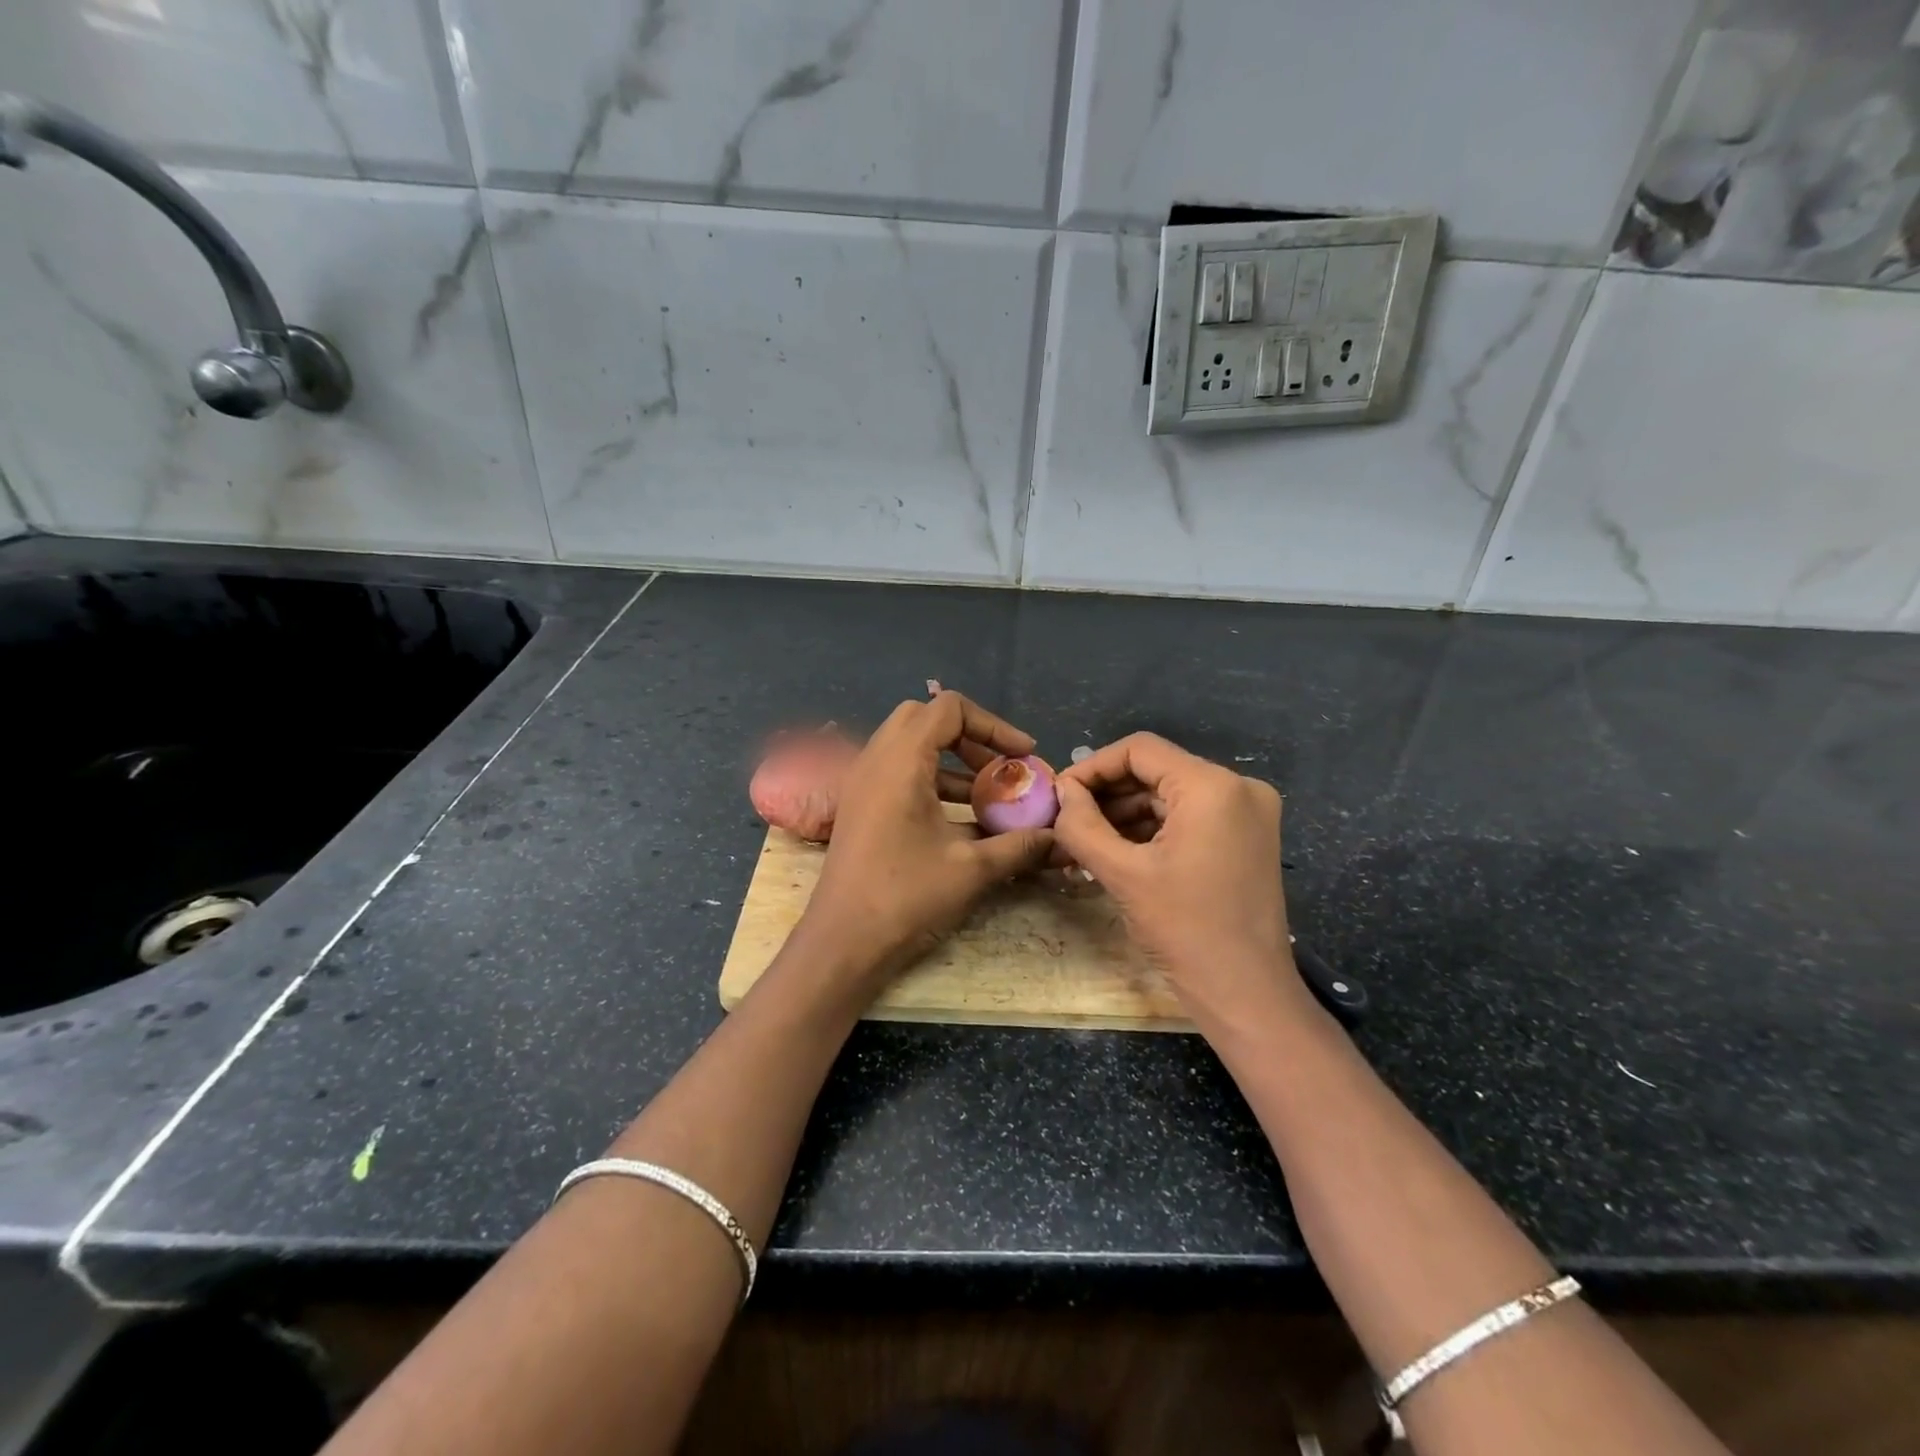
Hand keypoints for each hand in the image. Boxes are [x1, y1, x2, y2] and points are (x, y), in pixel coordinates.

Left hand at [793, 691, 1053, 998]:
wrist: (842, 943)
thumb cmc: (906, 897)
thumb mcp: (973, 869)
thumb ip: (1021, 845)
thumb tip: (1062, 838)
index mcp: (901, 760)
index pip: (949, 708)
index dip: (994, 725)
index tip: (1024, 756)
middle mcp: (876, 759)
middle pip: (926, 718)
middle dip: (971, 737)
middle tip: (1000, 769)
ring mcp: (863, 782)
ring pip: (911, 745)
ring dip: (953, 762)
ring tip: (989, 797)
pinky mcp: (860, 805)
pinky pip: (900, 772)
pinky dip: (933, 781)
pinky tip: (962, 821)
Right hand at [1053, 733, 1303, 1027]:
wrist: (1247, 996)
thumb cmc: (1184, 931)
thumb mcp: (1122, 873)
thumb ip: (1082, 824)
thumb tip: (1062, 791)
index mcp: (1213, 787)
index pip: (1140, 750)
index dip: (1093, 767)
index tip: (1060, 796)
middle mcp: (1238, 788)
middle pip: (1156, 771)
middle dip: (1107, 794)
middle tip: (1067, 820)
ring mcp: (1247, 814)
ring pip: (1170, 795)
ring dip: (1126, 814)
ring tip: (1085, 842)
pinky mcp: (1246, 839)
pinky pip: (1189, 818)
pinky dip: (1152, 830)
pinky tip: (1118, 852)